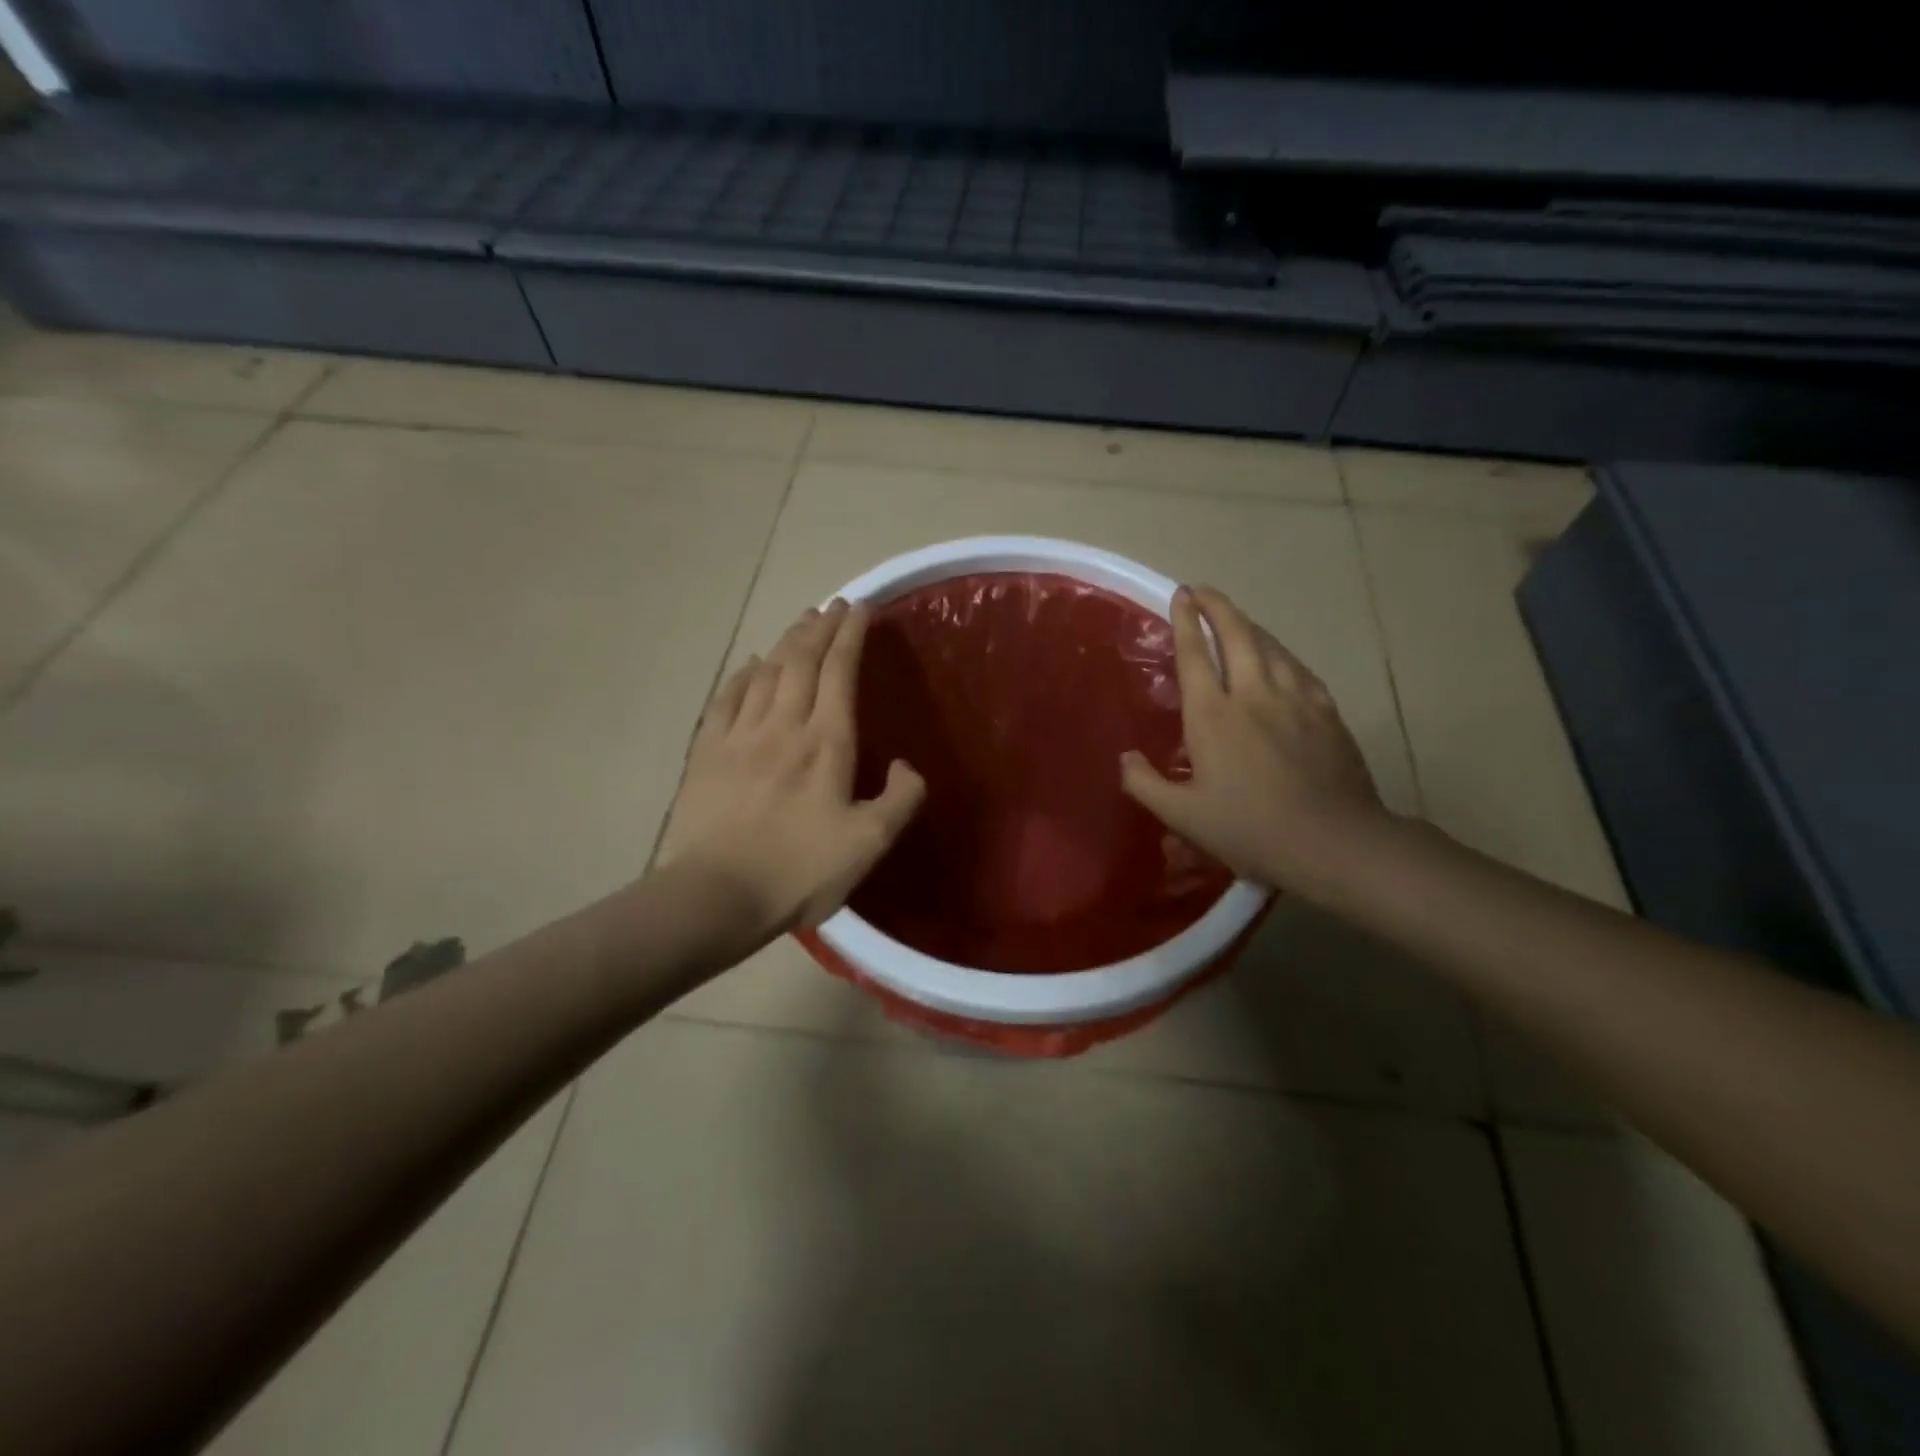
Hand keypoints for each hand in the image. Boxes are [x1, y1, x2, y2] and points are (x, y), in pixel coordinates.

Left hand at [658, 600, 925, 934]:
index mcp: (827, 743)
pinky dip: (742, 674)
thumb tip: (908, 766)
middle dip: (821, 627)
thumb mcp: (869, 844)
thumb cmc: (799, 871)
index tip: (861, 607)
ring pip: (765, 672)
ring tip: (801, 622)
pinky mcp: (707, 753)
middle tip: (833, 605)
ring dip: (786, 642)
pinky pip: (727, 699)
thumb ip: (900, 800)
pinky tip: (749, 664)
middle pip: (802, 660)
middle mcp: (783, 725)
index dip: (851, 634)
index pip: (840, 671)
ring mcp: (740, 736)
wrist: (715, 895)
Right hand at [1120, 585, 1387, 892]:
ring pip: (1270, 646)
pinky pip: (1299, 669)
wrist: (1333, 841)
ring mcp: (1295, 700)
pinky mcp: (1326, 712)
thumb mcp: (1183, 816)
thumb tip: (1125, 757)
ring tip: (1236, 618)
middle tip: (1203, 591)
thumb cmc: (1250, 828)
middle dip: (1218, 607)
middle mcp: (1253, 695)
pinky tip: (1280, 658)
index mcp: (1213, 716)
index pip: (1195, 655)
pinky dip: (1282, 654)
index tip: (1181, 595)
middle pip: (1237, 635)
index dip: (1185, 621)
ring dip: (1249, 625)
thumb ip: (1145, 784)